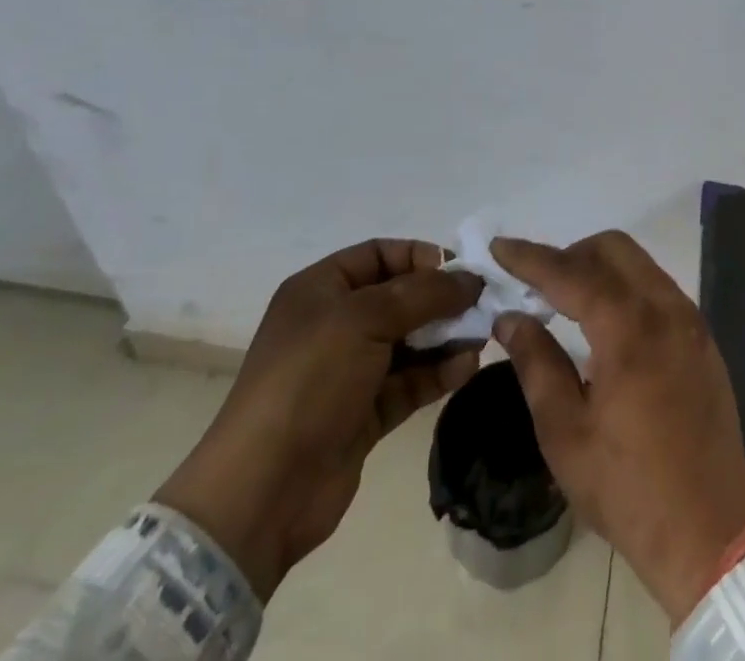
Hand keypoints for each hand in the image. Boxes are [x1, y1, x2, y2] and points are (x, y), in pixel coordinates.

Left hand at [154, 239, 482, 599]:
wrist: (264, 491)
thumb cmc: (310, 380)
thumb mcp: (365, 319)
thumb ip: (424, 294)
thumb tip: (471, 279)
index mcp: (321, 289)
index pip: (380, 254)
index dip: (420, 256)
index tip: (460, 270)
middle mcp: (335, 324)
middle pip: (399, 298)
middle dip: (441, 299)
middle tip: (481, 304)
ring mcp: (349, 371)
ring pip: (409, 341)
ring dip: (445, 337)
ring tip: (480, 336)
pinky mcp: (364, 413)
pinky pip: (409, 381)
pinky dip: (438, 373)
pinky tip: (466, 368)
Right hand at [490, 232, 744, 623]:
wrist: (711, 535)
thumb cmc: (628, 489)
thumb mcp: (565, 433)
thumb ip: (535, 362)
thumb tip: (509, 317)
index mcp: (629, 330)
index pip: (571, 273)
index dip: (531, 258)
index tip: (498, 247)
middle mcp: (665, 309)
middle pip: (613, 248)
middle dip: (570, 254)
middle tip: (537, 285)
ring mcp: (690, 321)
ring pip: (639, 264)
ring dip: (599, 268)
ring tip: (567, 302)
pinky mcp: (703, 338)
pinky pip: (659, 288)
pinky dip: (626, 287)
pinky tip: (607, 324)